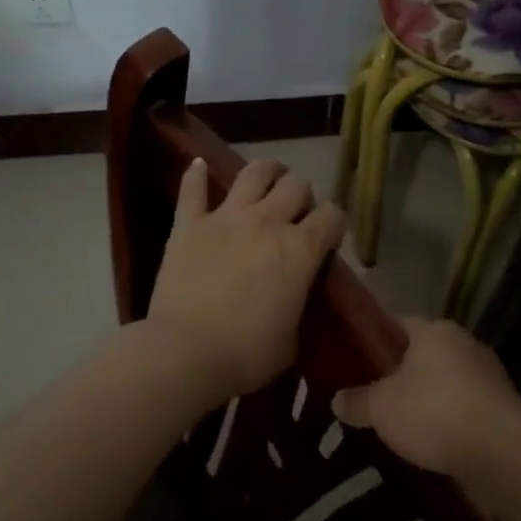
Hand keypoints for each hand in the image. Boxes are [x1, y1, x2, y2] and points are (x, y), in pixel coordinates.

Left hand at [147, 157, 346, 402]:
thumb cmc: (246, 355)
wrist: (185, 354)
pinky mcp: (189, 224)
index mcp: (300, 249)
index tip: (329, 235)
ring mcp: (227, 217)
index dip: (335, 223)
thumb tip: (294, 294)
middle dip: (302, 195)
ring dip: (267, 171)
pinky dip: (195, 175)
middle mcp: (268, 222)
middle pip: (297, 186)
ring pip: (254, 173)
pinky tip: (198, 164)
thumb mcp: (292, 338)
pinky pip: (193, 189)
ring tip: (269, 176)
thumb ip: (298, 303)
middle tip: (296, 211)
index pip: (332, 216)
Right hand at [332, 318, 520, 481]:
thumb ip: (357, 401)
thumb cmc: (434, 412)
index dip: (373, 342)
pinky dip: (447, 422)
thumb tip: (337, 399)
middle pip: (421, 355)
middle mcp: (463, 343)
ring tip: (398, 427)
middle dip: (399, 375)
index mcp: (434, 330)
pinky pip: (462, 409)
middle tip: (370, 398)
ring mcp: (486, 376)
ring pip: (444, 383)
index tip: (353, 362)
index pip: (396, 324)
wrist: (502, 453)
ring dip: (425, 401)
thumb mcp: (382, 408)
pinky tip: (430, 444)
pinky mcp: (500, 408)